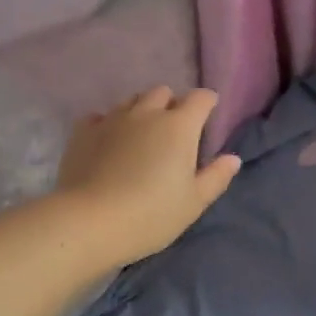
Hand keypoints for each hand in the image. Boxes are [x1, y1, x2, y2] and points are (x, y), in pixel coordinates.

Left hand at [57, 87, 241, 265]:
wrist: (90, 222)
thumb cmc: (151, 215)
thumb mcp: (193, 203)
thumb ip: (216, 177)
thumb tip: (232, 158)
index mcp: (179, 127)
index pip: (200, 99)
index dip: (207, 103)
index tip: (208, 115)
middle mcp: (146, 113)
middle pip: (162, 93)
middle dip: (171, 105)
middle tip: (172, 131)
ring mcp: (112, 119)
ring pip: (131, 101)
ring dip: (141, 111)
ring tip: (140, 136)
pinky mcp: (83, 132)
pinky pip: (100, 117)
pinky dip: (108, 124)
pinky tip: (108, 142)